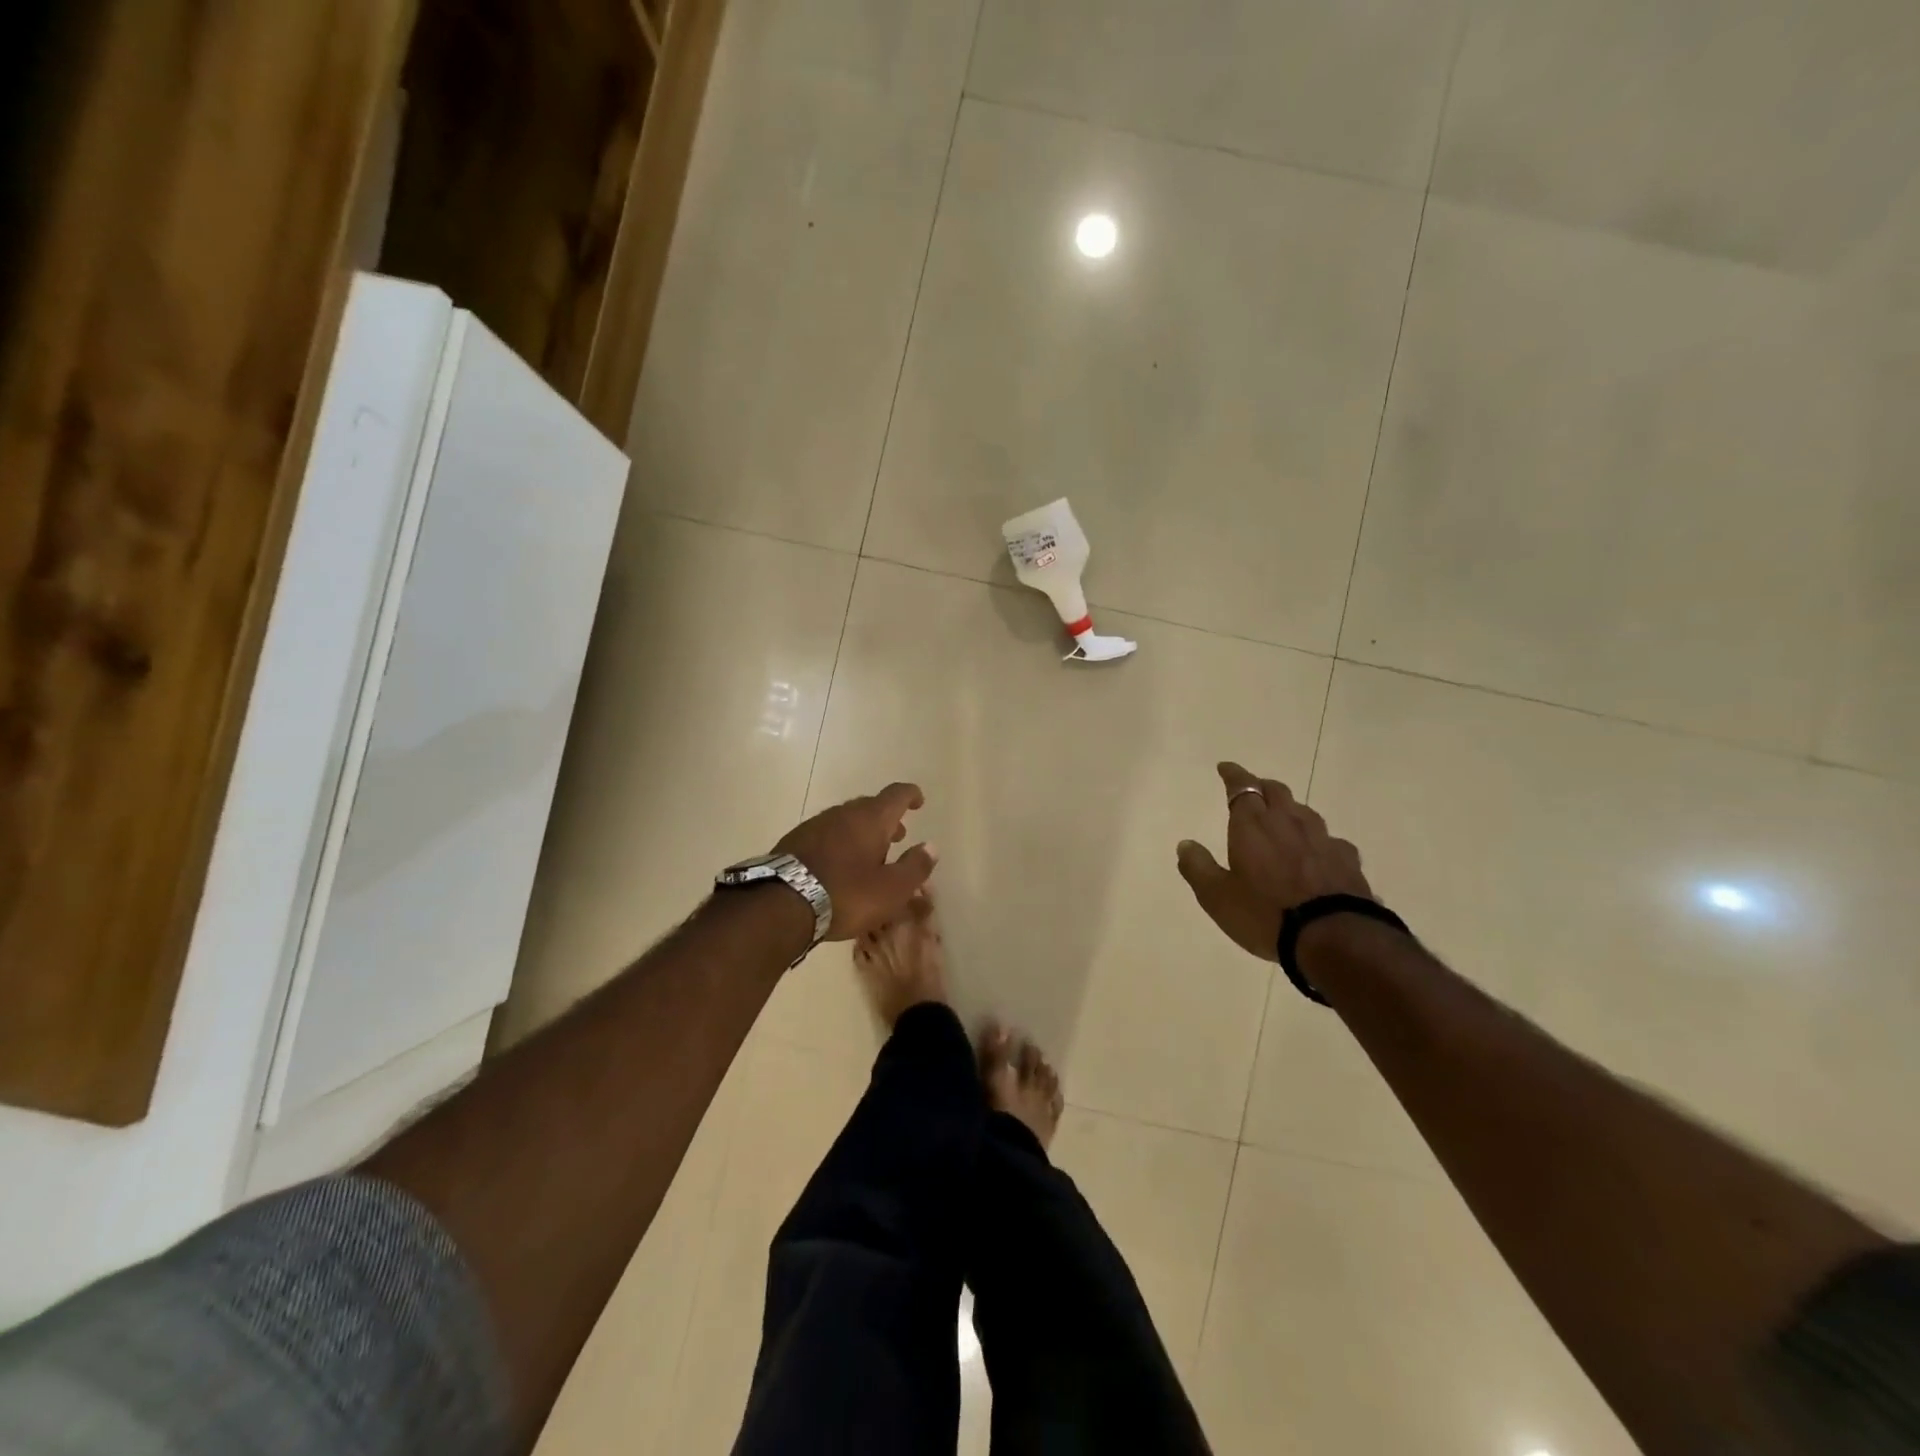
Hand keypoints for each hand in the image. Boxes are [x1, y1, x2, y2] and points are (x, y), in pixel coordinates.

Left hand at [775, 782, 938, 940]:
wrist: (780, 904)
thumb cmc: (846, 894)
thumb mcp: (891, 889)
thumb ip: (915, 867)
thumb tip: (931, 847)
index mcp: (870, 819)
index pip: (896, 795)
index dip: (910, 795)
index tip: (918, 801)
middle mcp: (842, 814)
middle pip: (869, 806)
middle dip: (886, 819)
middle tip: (897, 837)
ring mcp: (814, 826)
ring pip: (846, 820)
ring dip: (862, 832)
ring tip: (869, 855)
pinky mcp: (794, 842)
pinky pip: (826, 835)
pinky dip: (839, 843)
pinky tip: (838, 866)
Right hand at [1176, 762, 1371, 959]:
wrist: (1335, 938)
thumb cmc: (1265, 914)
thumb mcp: (1217, 897)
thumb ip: (1198, 867)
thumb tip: (1185, 844)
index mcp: (1253, 826)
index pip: (1242, 788)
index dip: (1233, 775)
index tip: (1225, 767)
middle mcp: (1289, 823)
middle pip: (1277, 792)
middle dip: (1262, 787)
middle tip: (1253, 790)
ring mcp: (1323, 840)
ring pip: (1304, 812)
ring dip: (1290, 810)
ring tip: (1283, 819)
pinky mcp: (1348, 861)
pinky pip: (1330, 841)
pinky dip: (1317, 841)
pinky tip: (1318, 854)